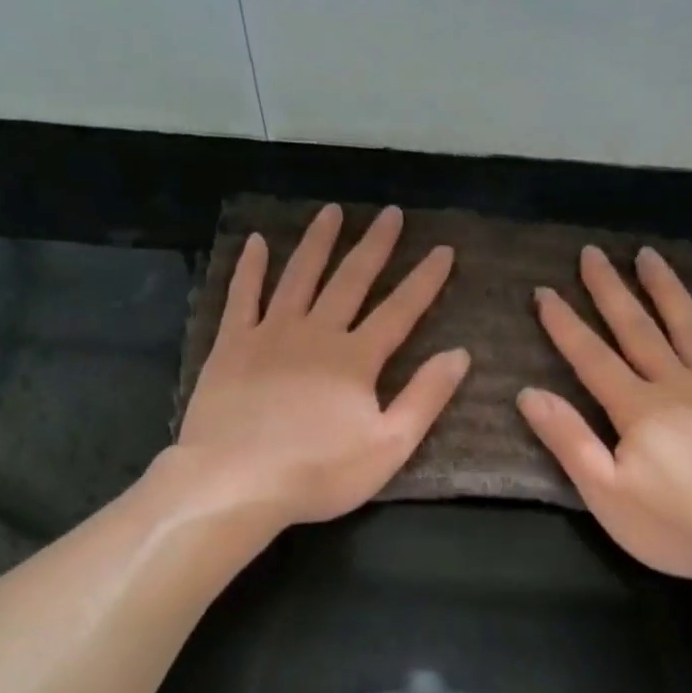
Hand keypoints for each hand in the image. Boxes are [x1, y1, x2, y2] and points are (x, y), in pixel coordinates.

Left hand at [174, 204, 468, 529]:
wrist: (236, 480)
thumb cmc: (318, 472)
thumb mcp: (388, 446)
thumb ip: (425, 398)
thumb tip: (460, 355)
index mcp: (356, 359)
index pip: (400, 311)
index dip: (424, 280)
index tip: (443, 250)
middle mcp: (316, 333)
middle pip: (350, 281)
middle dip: (375, 246)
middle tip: (391, 213)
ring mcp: (270, 334)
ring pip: (299, 276)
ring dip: (318, 242)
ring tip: (332, 212)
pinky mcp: (231, 345)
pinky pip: (242, 296)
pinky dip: (249, 267)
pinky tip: (255, 242)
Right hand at [518, 244, 691, 592]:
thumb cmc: (677, 527)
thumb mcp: (607, 494)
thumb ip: (569, 441)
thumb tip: (530, 394)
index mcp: (638, 409)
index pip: (592, 358)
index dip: (565, 324)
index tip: (544, 291)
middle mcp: (679, 386)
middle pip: (639, 330)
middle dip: (611, 291)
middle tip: (592, 253)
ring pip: (690, 328)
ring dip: (666, 291)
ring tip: (649, 256)